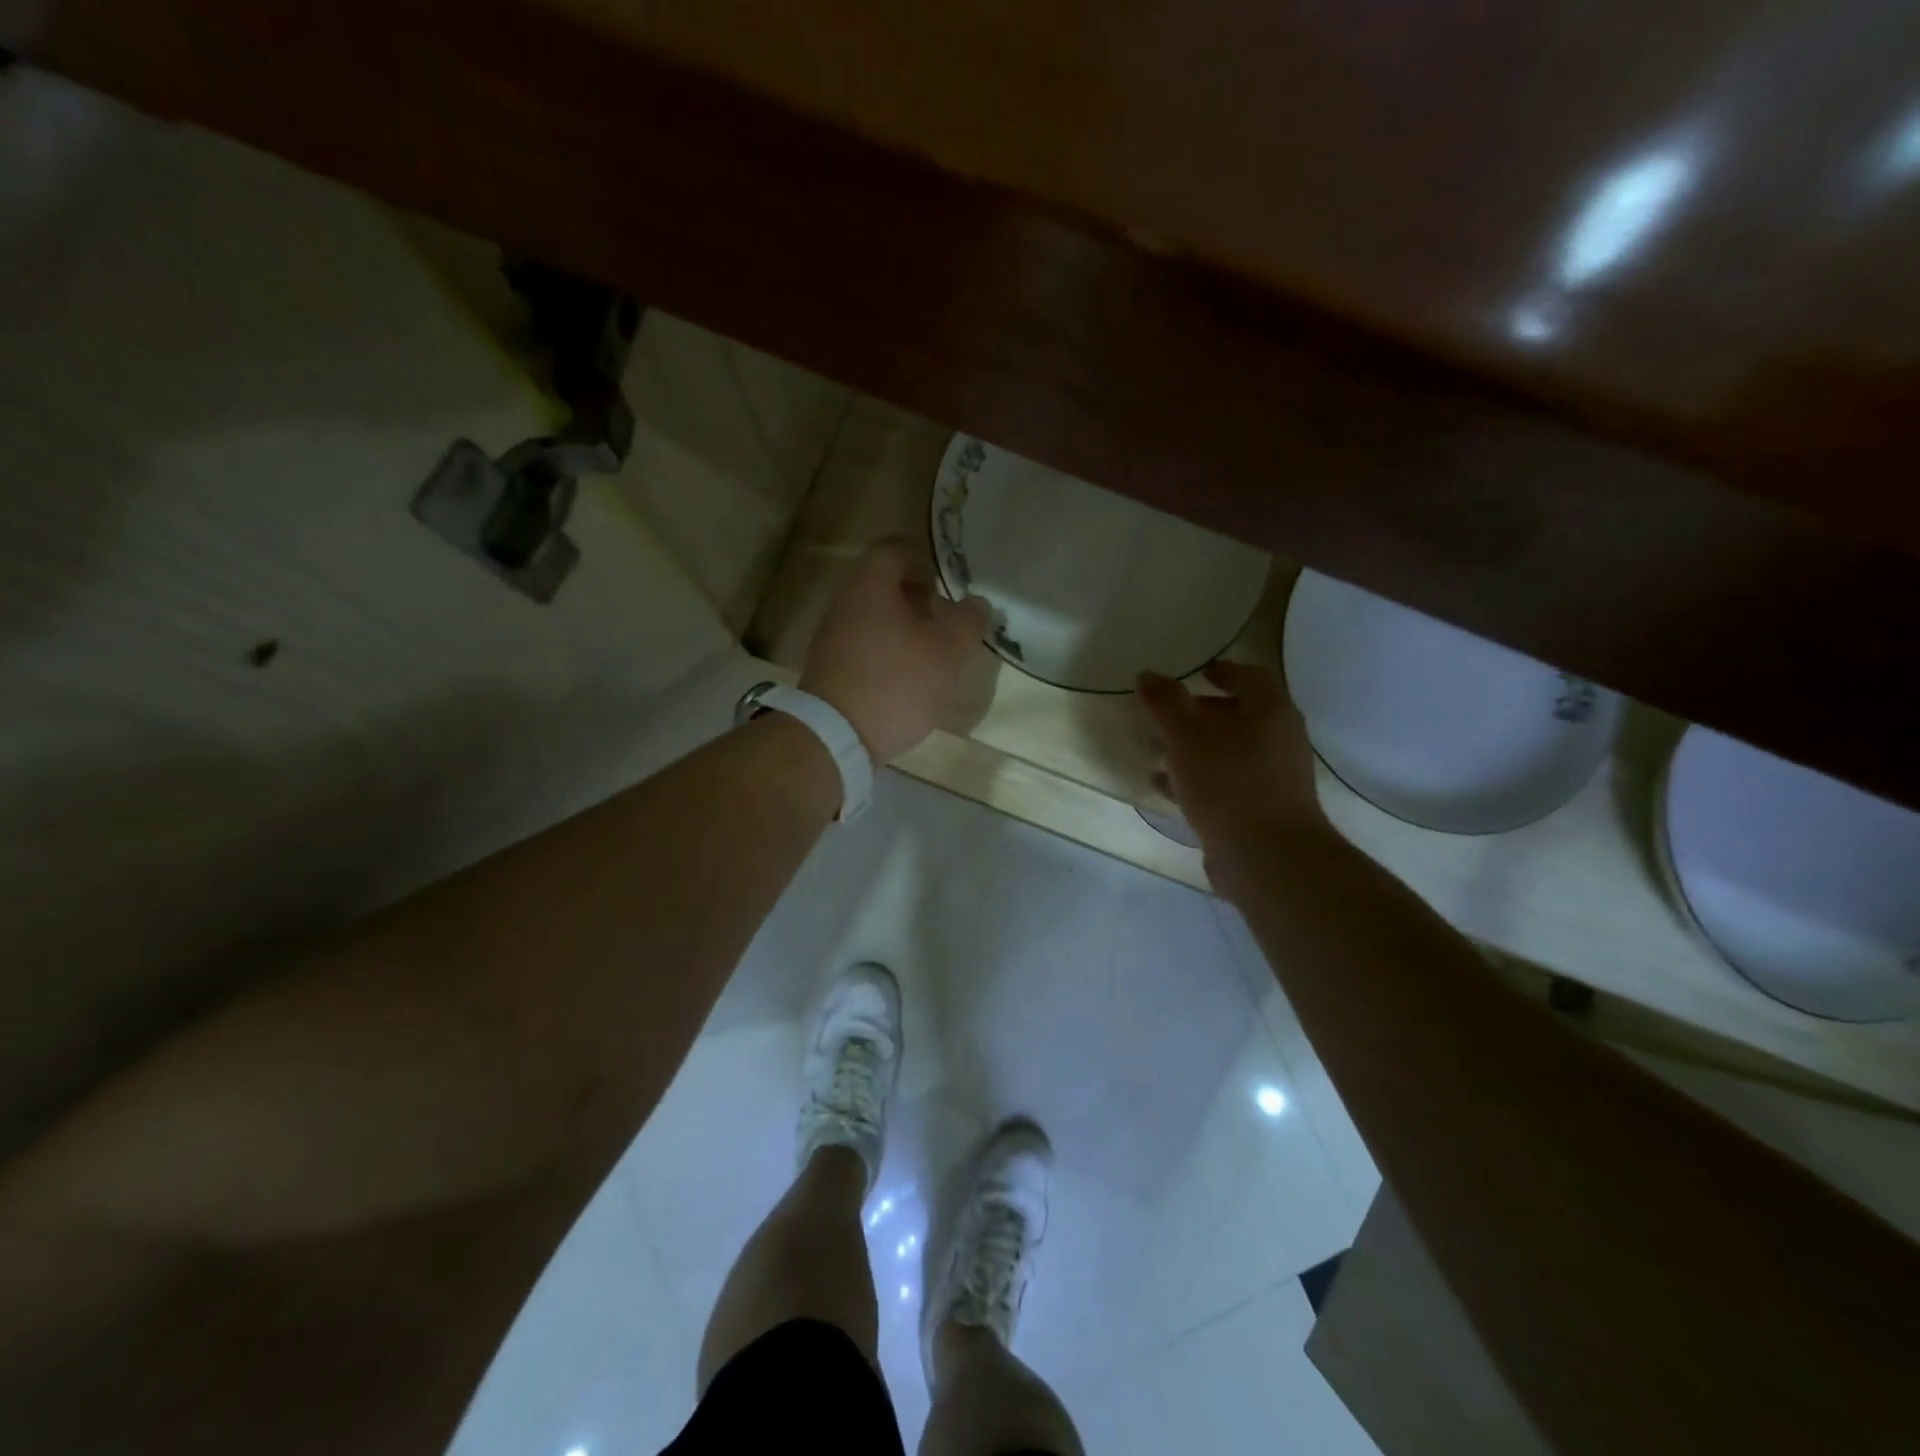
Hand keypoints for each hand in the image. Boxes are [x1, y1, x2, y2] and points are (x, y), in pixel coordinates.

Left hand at [801, 538, 993, 762]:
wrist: (836, 737)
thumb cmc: (896, 683)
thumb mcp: (946, 652)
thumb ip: (967, 622)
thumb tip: (977, 603)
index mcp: (869, 589)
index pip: (891, 550)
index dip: (920, 554)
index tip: (944, 573)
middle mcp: (844, 606)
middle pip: (880, 584)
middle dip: (915, 593)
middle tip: (944, 611)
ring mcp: (832, 640)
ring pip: (871, 617)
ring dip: (902, 624)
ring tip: (932, 646)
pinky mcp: (830, 671)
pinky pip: (863, 645)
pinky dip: (887, 648)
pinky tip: (908, 674)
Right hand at [1137, 661, 1326, 865]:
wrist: (1267, 857)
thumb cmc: (1228, 783)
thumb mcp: (1186, 736)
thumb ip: (1165, 703)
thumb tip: (1147, 675)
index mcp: (1270, 712)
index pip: (1250, 678)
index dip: (1224, 671)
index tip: (1199, 672)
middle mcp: (1278, 741)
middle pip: (1237, 717)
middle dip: (1198, 715)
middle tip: (1164, 717)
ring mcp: (1272, 779)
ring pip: (1226, 753)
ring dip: (1191, 750)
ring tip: (1153, 752)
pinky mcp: (1260, 811)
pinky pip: (1224, 784)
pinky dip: (1195, 779)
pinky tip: (1164, 786)